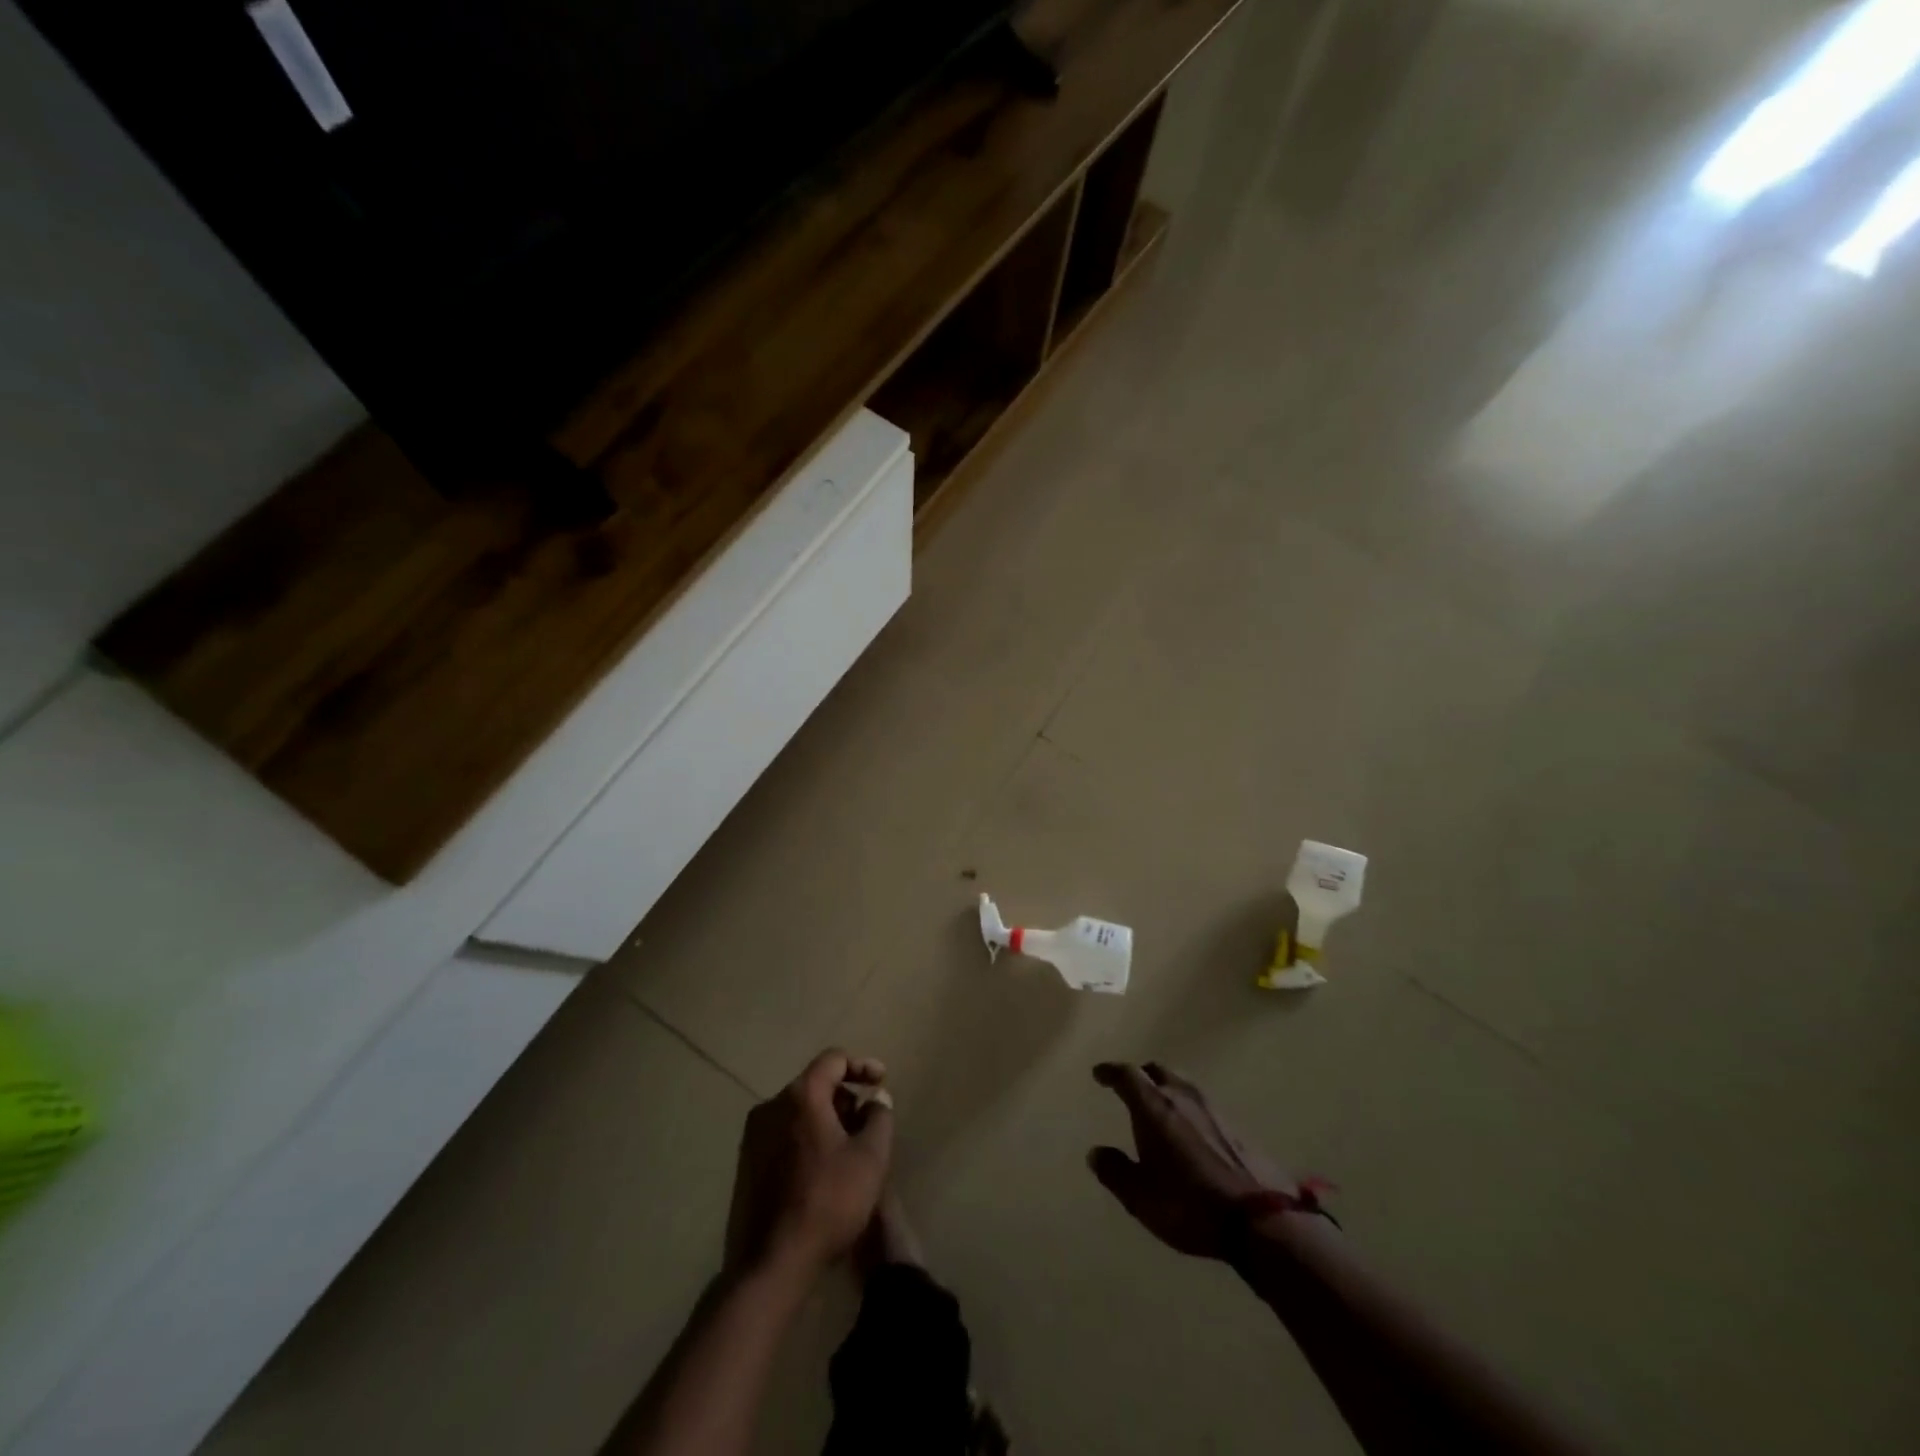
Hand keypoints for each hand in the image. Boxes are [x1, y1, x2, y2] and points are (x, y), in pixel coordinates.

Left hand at [725, 1049, 893, 1281]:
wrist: (770, 1265)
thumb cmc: (828, 1202)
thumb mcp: (870, 1158)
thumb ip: (879, 1117)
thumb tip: (876, 1098)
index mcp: (800, 1096)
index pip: (833, 1060)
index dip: (861, 1065)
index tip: (881, 1081)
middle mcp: (771, 1107)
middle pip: (814, 1085)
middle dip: (845, 1098)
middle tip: (867, 1124)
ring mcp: (753, 1137)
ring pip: (798, 1112)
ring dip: (826, 1121)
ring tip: (848, 1151)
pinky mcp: (745, 1166)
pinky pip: (783, 1136)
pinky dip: (806, 1140)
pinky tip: (822, 1172)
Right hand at [1088, 1061, 1297, 1260]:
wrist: (1262, 1220)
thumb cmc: (1189, 1204)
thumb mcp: (1141, 1196)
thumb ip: (1115, 1171)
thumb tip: (1096, 1153)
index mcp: (1154, 1106)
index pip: (1127, 1075)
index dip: (1110, 1072)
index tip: (1099, 1074)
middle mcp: (1183, 1096)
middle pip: (1157, 1071)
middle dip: (1141, 1075)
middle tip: (1130, 1086)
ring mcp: (1213, 1108)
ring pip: (1183, 1085)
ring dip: (1168, 1089)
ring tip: (1161, 1106)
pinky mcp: (1237, 1126)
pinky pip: (1203, 1105)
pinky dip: (1189, 1108)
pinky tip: (1191, 1130)